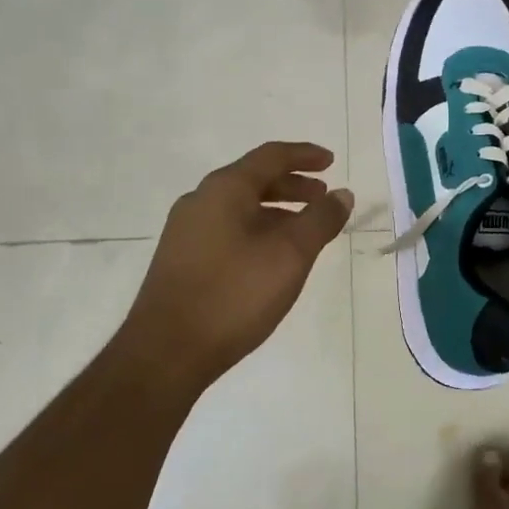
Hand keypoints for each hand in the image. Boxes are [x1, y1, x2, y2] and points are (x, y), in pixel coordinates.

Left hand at [117, 142, 353, 389]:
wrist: (165, 352)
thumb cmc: (234, 295)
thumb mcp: (290, 255)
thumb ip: (320, 220)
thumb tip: (342, 194)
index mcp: (224, 189)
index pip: (271, 157)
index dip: (305, 155)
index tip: (331, 162)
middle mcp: (200, 201)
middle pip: (253, 179)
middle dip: (292, 185)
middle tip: (323, 197)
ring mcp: (186, 231)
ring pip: (240, 207)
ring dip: (276, 210)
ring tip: (304, 230)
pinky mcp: (181, 259)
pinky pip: (227, 228)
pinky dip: (257, 230)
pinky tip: (271, 258)